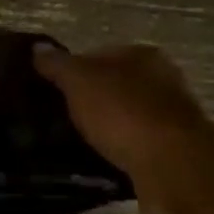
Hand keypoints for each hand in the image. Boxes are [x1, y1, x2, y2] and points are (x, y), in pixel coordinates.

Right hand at [32, 43, 209, 213]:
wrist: (173, 165)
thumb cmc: (123, 113)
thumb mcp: (79, 82)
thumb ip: (58, 64)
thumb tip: (38, 47)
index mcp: (142, 55)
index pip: (99, 54)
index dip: (74, 70)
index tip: (54, 89)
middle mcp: (163, 79)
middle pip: (116, 84)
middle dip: (92, 97)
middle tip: (61, 114)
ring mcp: (172, 115)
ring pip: (127, 114)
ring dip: (107, 125)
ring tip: (77, 139)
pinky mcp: (174, 148)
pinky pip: (137, 142)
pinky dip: (120, 148)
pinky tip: (101, 157)